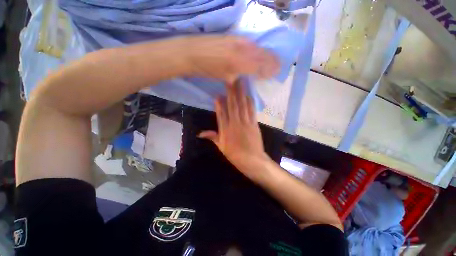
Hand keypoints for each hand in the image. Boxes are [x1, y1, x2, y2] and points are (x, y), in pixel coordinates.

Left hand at [181, 36, 278, 82]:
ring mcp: (239, 40)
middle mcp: (243, 48)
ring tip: (271, 61)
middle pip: (263, 54)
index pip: (262, 65)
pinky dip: (257, 50)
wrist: (191, 52)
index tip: (276, 72)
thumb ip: (239, 75)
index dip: (271, 69)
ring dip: (266, 55)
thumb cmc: (207, 69)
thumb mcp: (225, 77)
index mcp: (241, 62)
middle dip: (272, 61)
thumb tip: (248, 76)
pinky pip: (250, 43)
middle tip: (278, 67)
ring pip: (258, 48)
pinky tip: (257, 53)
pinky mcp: (234, 36)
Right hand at [198, 80, 269, 179]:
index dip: (219, 103)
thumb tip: (200, 134)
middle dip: (231, 93)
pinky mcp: (254, 124)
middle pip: (232, 106)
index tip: (218, 94)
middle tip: (230, 80)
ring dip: (241, 94)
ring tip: (240, 83)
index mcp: (225, 130)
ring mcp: (245, 123)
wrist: (252, 160)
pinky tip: (248, 95)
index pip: (221, 113)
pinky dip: (250, 102)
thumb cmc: (235, 155)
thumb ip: (212, 137)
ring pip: (242, 106)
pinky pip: (251, 111)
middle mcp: (235, 123)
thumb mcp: (221, 147)